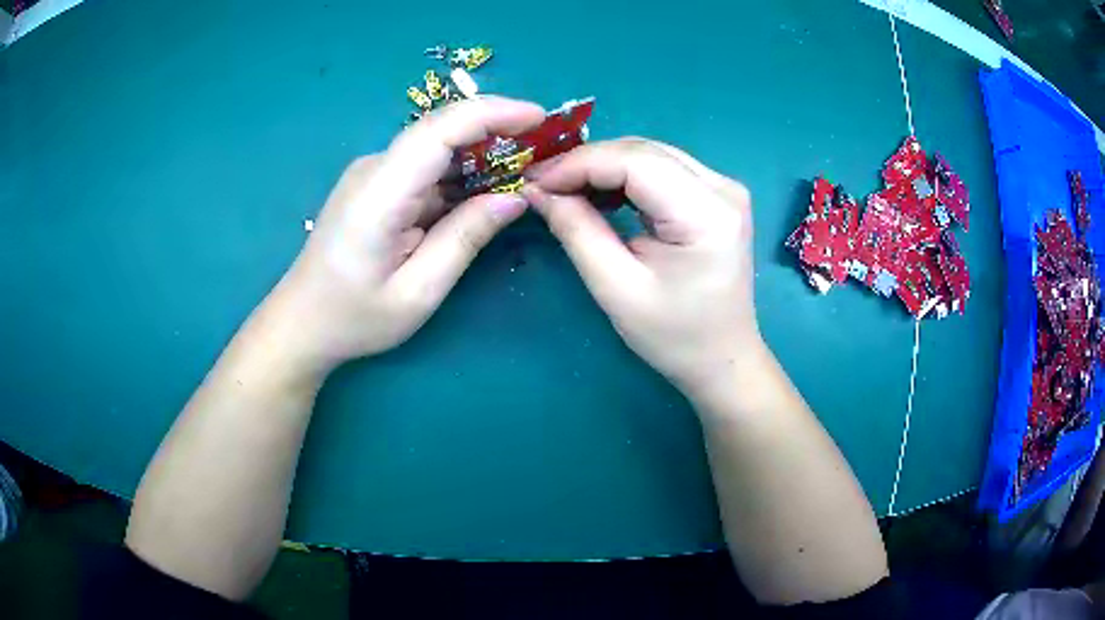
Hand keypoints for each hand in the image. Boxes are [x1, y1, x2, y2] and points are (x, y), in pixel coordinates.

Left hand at [268, 97, 545, 372]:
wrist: (303, 322)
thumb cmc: (355, 317)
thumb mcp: (419, 291)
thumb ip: (466, 237)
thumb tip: (517, 196)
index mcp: (380, 192)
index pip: (440, 129)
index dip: (494, 114)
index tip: (541, 119)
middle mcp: (375, 169)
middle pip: (442, 130)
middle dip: (498, 129)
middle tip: (546, 148)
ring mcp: (374, 174)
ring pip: (437, 147)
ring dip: (483, 153)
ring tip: (528, 169)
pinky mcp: (377, 185)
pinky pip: (426, 168)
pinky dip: (462, 173)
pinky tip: (488, 189)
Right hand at [523, 138, 763, 397]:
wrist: (722, 358)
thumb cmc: (674, 336)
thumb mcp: (617, 289)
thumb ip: (577, 231)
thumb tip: (538, 190)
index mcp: (707, 213)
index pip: (635, 161)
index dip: (579, 164)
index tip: (535, 182)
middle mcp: (722, 187)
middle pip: (642, 151)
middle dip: (586, 162)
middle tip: (541, 183)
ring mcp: (723, 188)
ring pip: (649, 154)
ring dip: (602, 166)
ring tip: (563, 189)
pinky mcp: (716, 195)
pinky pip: (661, 168)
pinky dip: (624, 176)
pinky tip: (599, 193)